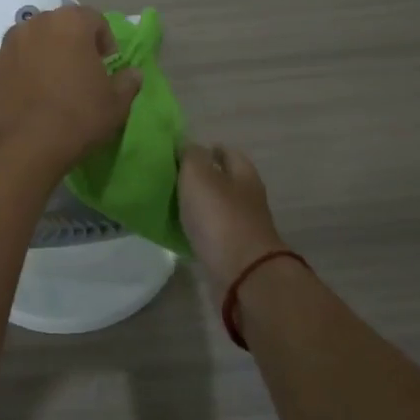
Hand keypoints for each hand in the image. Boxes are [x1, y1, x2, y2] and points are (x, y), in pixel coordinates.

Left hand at [0, 5, 142, 176]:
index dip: (105, 42)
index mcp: (70, 23)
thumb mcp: (117, 104)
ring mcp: (6, 44)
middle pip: (60, 26)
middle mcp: (35, 24)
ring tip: (50, 85)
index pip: (95, 19)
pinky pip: (9, 63)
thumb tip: (132, 73)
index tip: (107, 68)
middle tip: (80, 74)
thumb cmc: (77, 117)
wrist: (23, 147)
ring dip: (43, 55)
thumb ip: (128, 82)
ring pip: (31, 42)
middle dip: (72, 44)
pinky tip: (25, 97)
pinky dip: (18, 73)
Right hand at [177, 143, 288, 296]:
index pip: (226, 152)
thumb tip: (187, 145)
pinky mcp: (236, 252)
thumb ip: (191, 156)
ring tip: (171, 204)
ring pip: (217, 207)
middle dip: (201, 178)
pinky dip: (200, 230)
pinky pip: (213, 233)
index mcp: (243, 174)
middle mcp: (248, 197)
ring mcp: (244, 226)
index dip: (205, 149)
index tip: (180, 154)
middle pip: (224, 180)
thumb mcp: (199, 176)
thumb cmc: (220, 217)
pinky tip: (181, 231)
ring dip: (199, 205)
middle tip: (171, 178)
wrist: (243, 275)